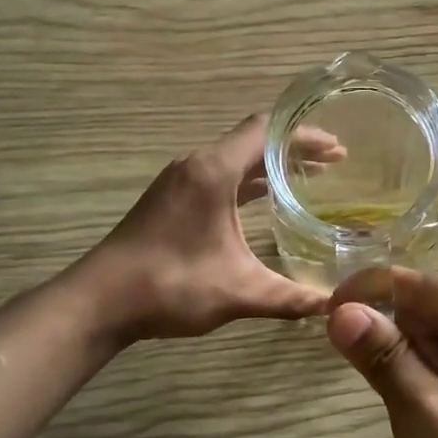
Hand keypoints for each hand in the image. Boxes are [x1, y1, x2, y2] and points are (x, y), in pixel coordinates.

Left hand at [85, 114, 343, 340]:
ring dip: (270, 165)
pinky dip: (247, 181)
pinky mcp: (170, 199)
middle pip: (252, 140)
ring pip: (234, 159)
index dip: (306, 135)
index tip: (338, 149)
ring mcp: (180, 181)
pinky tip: (264, 201)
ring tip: (308, 177)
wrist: (100, 301)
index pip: (267, 131)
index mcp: (213, 171)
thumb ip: (289, 297)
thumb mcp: (238, 291)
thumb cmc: (170, 285)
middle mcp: (196, 165)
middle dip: (294, 149)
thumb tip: (332, 306)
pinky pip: (219, 176)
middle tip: (334, 162)